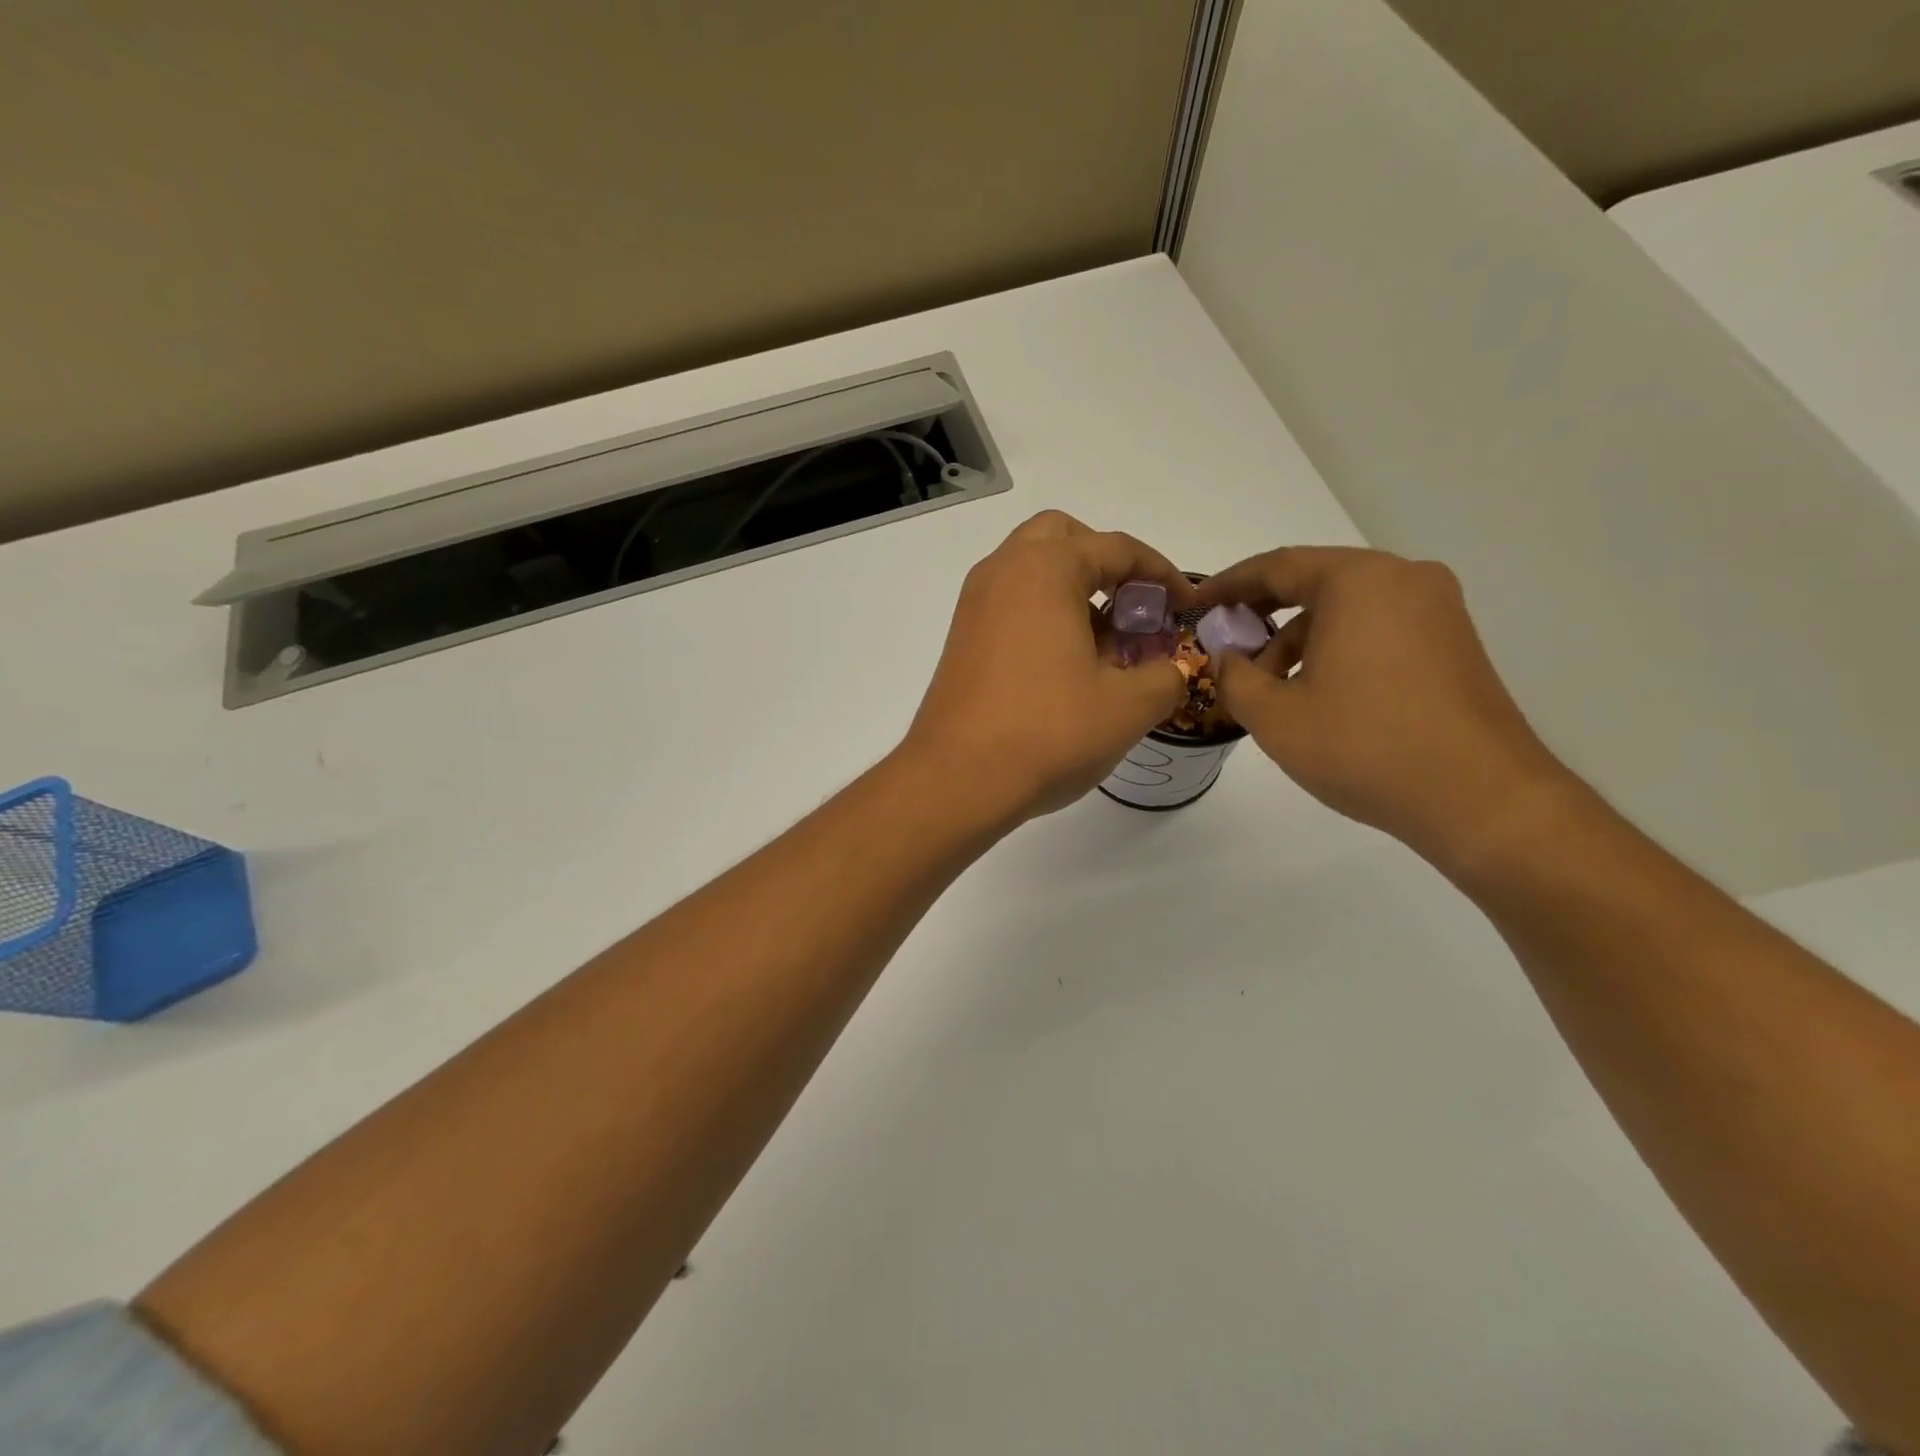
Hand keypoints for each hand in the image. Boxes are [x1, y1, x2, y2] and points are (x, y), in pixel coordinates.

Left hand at [904, 511, 1196, 822]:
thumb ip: (1166, 676)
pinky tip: (1067, 668)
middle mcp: (1002, 572)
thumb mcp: (1128, 706)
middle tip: (1133, 608)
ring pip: (1032, 572)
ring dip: (1074, 592)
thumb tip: (1170, 669)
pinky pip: (1011, 605)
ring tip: (1106, 647)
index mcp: (1044, 569)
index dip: (1162, 574)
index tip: (1186, 606)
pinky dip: (1044, 615)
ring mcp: (975, 606)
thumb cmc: (1048, 732)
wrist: (956, 780)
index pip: (1116, 548)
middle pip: (1063, 540)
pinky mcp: (962, 639)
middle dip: (1106, 565)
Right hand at [1195, 547, 1569, 863]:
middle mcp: (1404, 580)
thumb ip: (1234, 677)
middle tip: (1229, 650)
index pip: (1277, 567)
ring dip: (1300, 639)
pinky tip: (1318, 694)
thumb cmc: (1365, 746)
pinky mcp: (1454, 644)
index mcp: (1359, 581)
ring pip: (1347, 609)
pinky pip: (1378, 629)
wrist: (1481, 799)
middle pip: (1315, 584)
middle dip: (1263, 617)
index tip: (1196, 606)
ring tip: (1272, 689)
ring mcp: (1437, 611)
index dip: (1227, 585)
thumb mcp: (1274, 716)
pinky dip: (1338, 649)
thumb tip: (1228, 658)